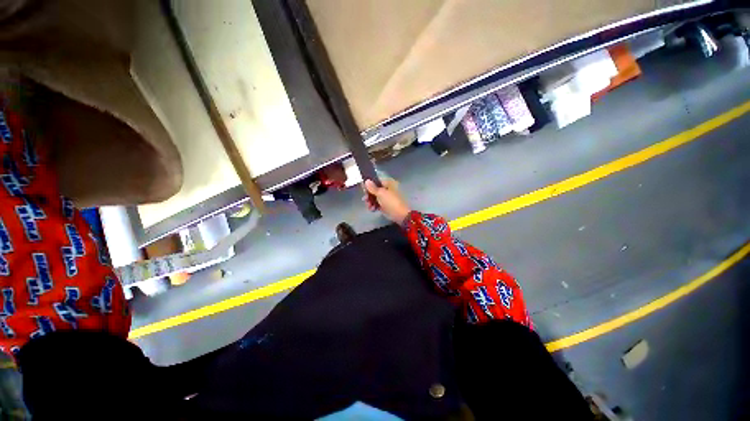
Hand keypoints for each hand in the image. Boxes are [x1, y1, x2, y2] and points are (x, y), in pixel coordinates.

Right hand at [363, 178, 411, 222]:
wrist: (400, 215)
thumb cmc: (391, 201)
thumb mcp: (380, 193)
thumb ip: (372, 187)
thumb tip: (367, 180)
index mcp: (388, 183)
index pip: (376, 180)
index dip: (369, 184)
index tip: (363, 188)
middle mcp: (387, 189)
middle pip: (374, 189)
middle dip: (369, 194)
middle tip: (365, 199)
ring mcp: (386, 197)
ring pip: (375, 197)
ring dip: (370, 201)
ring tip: (369, 206)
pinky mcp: (385, 205)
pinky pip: (377, 204)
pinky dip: (374, 206)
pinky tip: (372, 209)